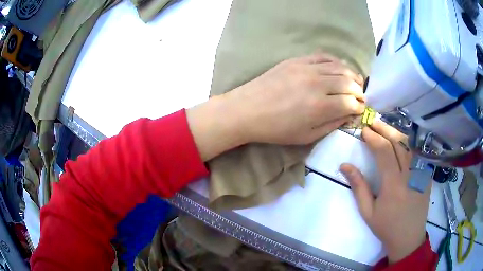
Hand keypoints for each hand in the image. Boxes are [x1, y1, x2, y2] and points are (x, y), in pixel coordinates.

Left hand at [187, 53, 364, 160]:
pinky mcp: (297, 60)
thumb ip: (331, 125)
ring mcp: (307, 68)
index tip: (360, 109)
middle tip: (360, 96)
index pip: (351, 102)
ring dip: (352, 75)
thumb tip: (349, 115)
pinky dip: (336, 61)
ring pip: (339, 67)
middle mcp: (318, 83)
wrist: (247, 110)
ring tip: (355, 82)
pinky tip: (339, 67)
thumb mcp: (306, 136)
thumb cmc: (276, 129)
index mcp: (321, 106)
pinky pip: (323, 56)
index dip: (359, 106)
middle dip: (359, 91)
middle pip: (349, 82)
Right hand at [339, 120, 429, 262]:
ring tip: (385, 127)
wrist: (408, 237)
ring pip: (410, 145)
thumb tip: (344, 165)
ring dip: (397, 133)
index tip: (364, 131)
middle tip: (373, 122)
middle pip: (398, 143)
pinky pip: (418, 153)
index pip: (384, 152)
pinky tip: (401, 141)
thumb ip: (358, 187)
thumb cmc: (386, 227)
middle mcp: (409, 175)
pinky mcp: (427, 175)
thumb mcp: (367, 211)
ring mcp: (421, 173)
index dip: (373, 138)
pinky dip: (408, 143)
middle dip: (384, 129)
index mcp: (393, 185)